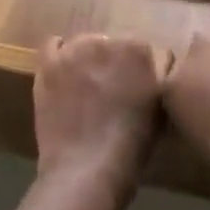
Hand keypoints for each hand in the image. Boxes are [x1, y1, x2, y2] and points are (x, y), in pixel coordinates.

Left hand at [33, 34, 165, 188]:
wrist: (86, 168)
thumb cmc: (131, 146)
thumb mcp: (160, 111)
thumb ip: (159, 80)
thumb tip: (156, 68)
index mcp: (137, 50)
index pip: (139, 48)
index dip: (136, 68)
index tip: (135, 86)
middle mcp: (105, 42)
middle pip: (109, 44)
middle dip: (110, 62)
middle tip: (109, 89)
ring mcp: (74, 51)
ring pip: (82, 44)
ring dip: (85, 60)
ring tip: (85, 85)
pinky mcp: (49, 65)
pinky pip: (52, 45)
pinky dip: (59, 54)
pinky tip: (62, 70)